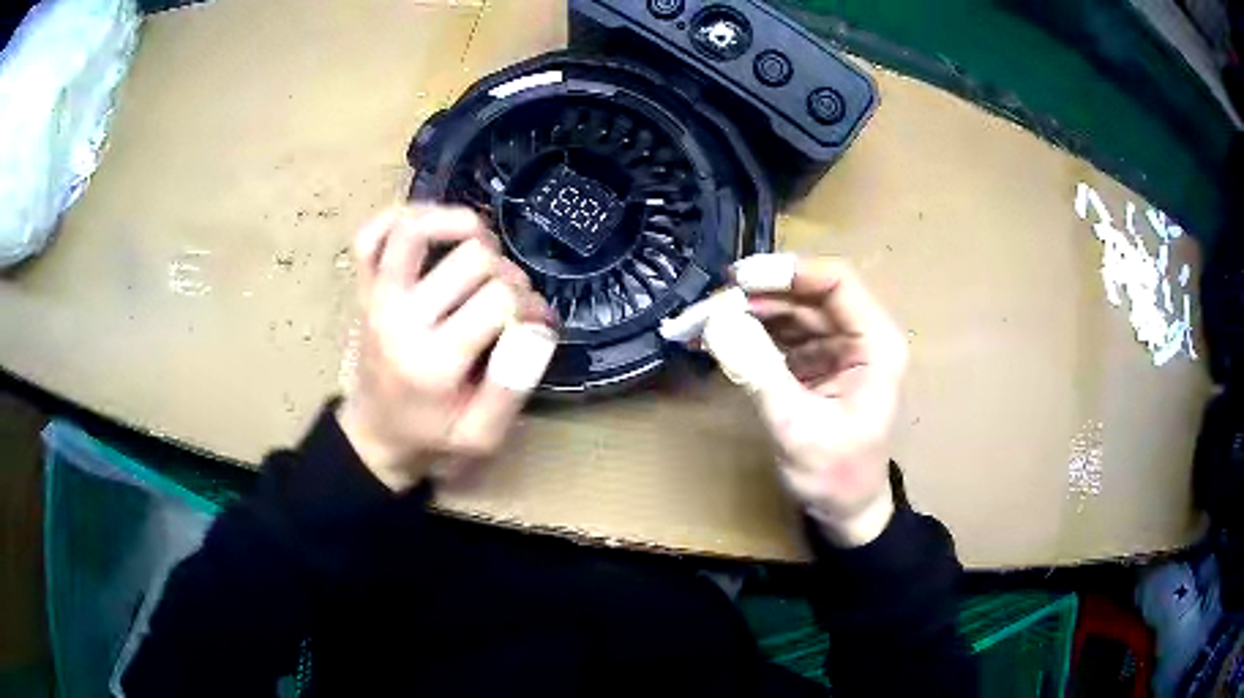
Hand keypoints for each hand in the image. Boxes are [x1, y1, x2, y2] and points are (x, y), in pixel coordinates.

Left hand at [337, 205, 558, 491]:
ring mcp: (377, 297)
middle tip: (511, 303)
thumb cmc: (433, 437)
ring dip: (462, 226)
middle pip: (474, 258)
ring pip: (418, 229)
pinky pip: (371, 234)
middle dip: (509, 275)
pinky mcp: (364, 288)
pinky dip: (400, 217)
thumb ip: (514, 387)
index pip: (501, 299)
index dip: (532, 307)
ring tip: (482, 248)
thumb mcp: (483, 436)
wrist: (376, 436)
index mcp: (435, 361)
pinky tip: (432, 227)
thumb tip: (539, 327)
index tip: (535, 327)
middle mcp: (402, 319)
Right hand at [703, 255, 907, 546]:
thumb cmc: (836, 477)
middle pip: (805, 295)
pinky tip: (713, 339)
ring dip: (744, 314)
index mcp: (875, 344)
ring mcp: (836, 348)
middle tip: (703, 309)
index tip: (738, 280)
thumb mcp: (798, 428)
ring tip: (697, 323)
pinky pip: (779, 336)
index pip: (836, 283)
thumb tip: (717, 322)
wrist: (844, 512)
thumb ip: (760, 373)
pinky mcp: (815, 363)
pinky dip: (747, 335)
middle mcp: (859, 336)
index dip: (788, 272)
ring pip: (788, 312)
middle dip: (754, 297)